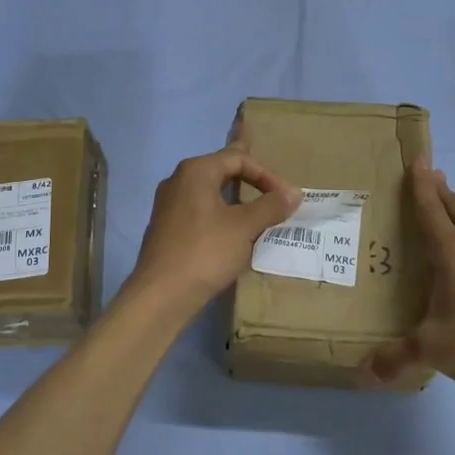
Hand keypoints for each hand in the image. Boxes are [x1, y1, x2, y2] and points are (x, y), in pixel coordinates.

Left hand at [126, 143, 301, 311]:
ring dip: (236, 198)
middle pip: (221, 170)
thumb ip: (271, 206)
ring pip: (210, 192)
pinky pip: (201, 212)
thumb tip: (294, 193)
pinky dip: (221, 215)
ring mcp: (169, 205)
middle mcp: (178, 181)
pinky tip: (233, 231)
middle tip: (272, 184)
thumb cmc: (205, 252)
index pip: (238, 158)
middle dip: (250, 177)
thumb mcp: (244, 227)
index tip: (286, 198)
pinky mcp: (168, 229)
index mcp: (196, 171)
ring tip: (256, 204)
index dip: (267, 175)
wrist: (160, 296)